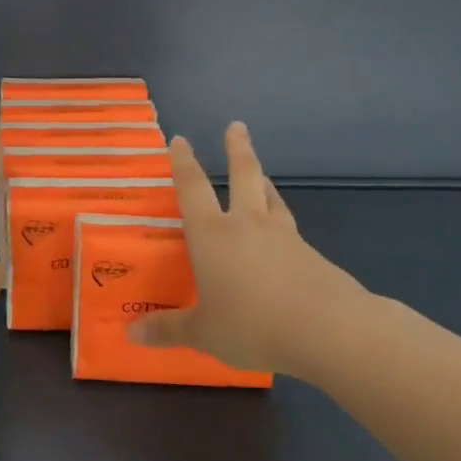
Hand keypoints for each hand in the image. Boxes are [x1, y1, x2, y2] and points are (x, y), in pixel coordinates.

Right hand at [129, 123, 367, 373]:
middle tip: (236, 126)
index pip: (193, 189)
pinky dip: (281, 221)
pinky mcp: (312, 255)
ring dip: (263, 181)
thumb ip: (168, 330)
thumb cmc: (252, 325)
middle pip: (244, 175)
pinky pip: (290, 229)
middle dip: (237, 149)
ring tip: (261, 174)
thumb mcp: (204, 333)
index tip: (180, 140)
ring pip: (271, 198)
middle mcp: (247, 225)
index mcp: (212, 235)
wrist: (329, 329)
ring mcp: (284, 237)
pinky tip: (282, 236)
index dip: (183, 163)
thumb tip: (132, 334)